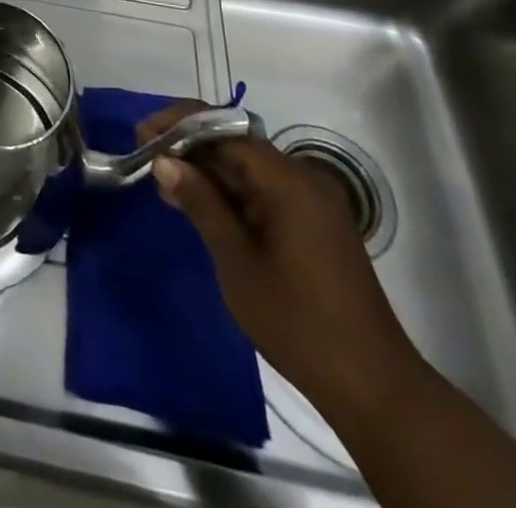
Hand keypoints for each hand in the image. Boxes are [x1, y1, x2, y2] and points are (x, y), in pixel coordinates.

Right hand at [141, 103, 427, 422]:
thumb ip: (201, 203)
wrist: (373, 388)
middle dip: (189, 148)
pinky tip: (199, 208)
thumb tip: (164, 160)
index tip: (142, 137)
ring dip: (206, 172)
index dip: (179, 127)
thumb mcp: (237, 261)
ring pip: (247, 168)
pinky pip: (262, 191)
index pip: (224, 130)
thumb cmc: (298, 322)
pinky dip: (229, 194)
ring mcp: (311, 202)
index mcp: (289, 181)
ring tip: (164, 187)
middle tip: (146, 161)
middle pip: (235, 144)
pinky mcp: (312, 224)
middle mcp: (303, 179)